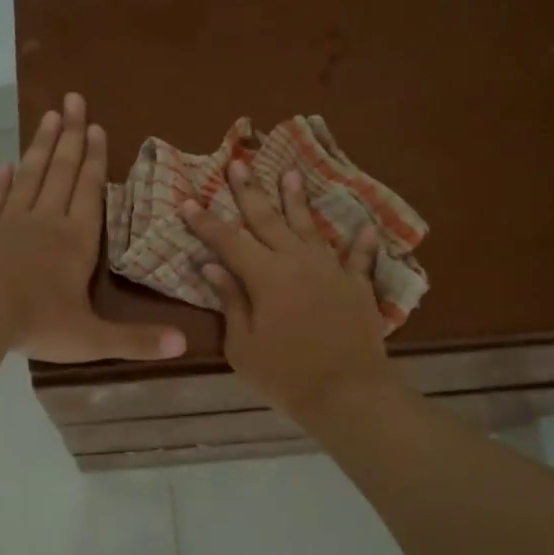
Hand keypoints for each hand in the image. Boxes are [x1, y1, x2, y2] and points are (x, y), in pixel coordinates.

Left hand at [0, 93, 185, 363]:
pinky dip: (0, 182)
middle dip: (70, 136)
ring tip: (48, 115)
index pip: (89, 192)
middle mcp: (46, 222)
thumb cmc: (38, 323)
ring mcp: (11, 223)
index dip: (94, 160)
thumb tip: (183, 346)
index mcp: (76, 241)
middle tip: (74, 100)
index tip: (96, 127)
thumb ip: (136, 341)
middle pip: (61, 171)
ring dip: (40, 146)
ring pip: (30, 176)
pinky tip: (4, 165)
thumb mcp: (92, 339)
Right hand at [181, 162, 397, 419]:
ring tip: (290, 173)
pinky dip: (362, 243)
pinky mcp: (357, 286)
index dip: (206, 222)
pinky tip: (365, 226)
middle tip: (238, 163)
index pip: (229, 240)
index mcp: (265, 276)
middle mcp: (297, 261)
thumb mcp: (243, 345)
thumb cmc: (285, 374)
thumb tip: (213, 267)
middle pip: (268, 220)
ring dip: (297, 200)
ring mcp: (330, 270)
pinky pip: (359, 258)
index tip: (188, 202)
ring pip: (310, 227)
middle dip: (250, 192)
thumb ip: (231, 301)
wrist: (347, 391)